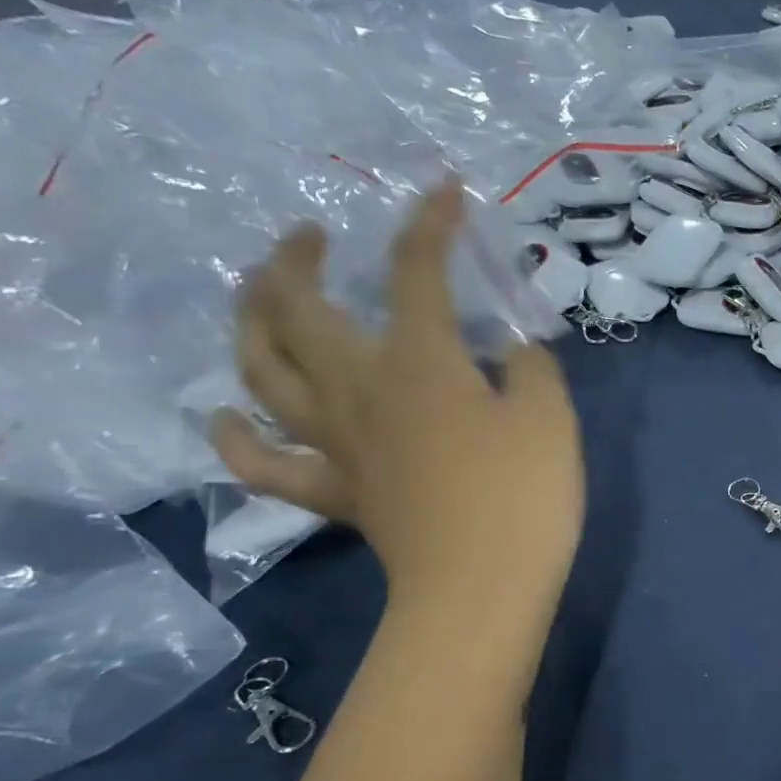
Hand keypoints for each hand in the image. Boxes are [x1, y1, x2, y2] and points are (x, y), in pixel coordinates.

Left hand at [213, 176, 584, 614]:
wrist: (482, 589)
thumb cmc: (523, 498)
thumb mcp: (551, 420)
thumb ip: (534, 370)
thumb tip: (512, 353)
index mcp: (419, 363)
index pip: (416, 273)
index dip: (429, 224)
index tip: (444, 190)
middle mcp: (360, 390)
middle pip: (300, 307)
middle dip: (300, 257)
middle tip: (311, 236)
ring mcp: (338, 444)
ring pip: (261, 370)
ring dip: (249, 321)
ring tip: (258, 297)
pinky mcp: (336, 493)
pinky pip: (265, 463)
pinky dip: (236, 436)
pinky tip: (229, 413)